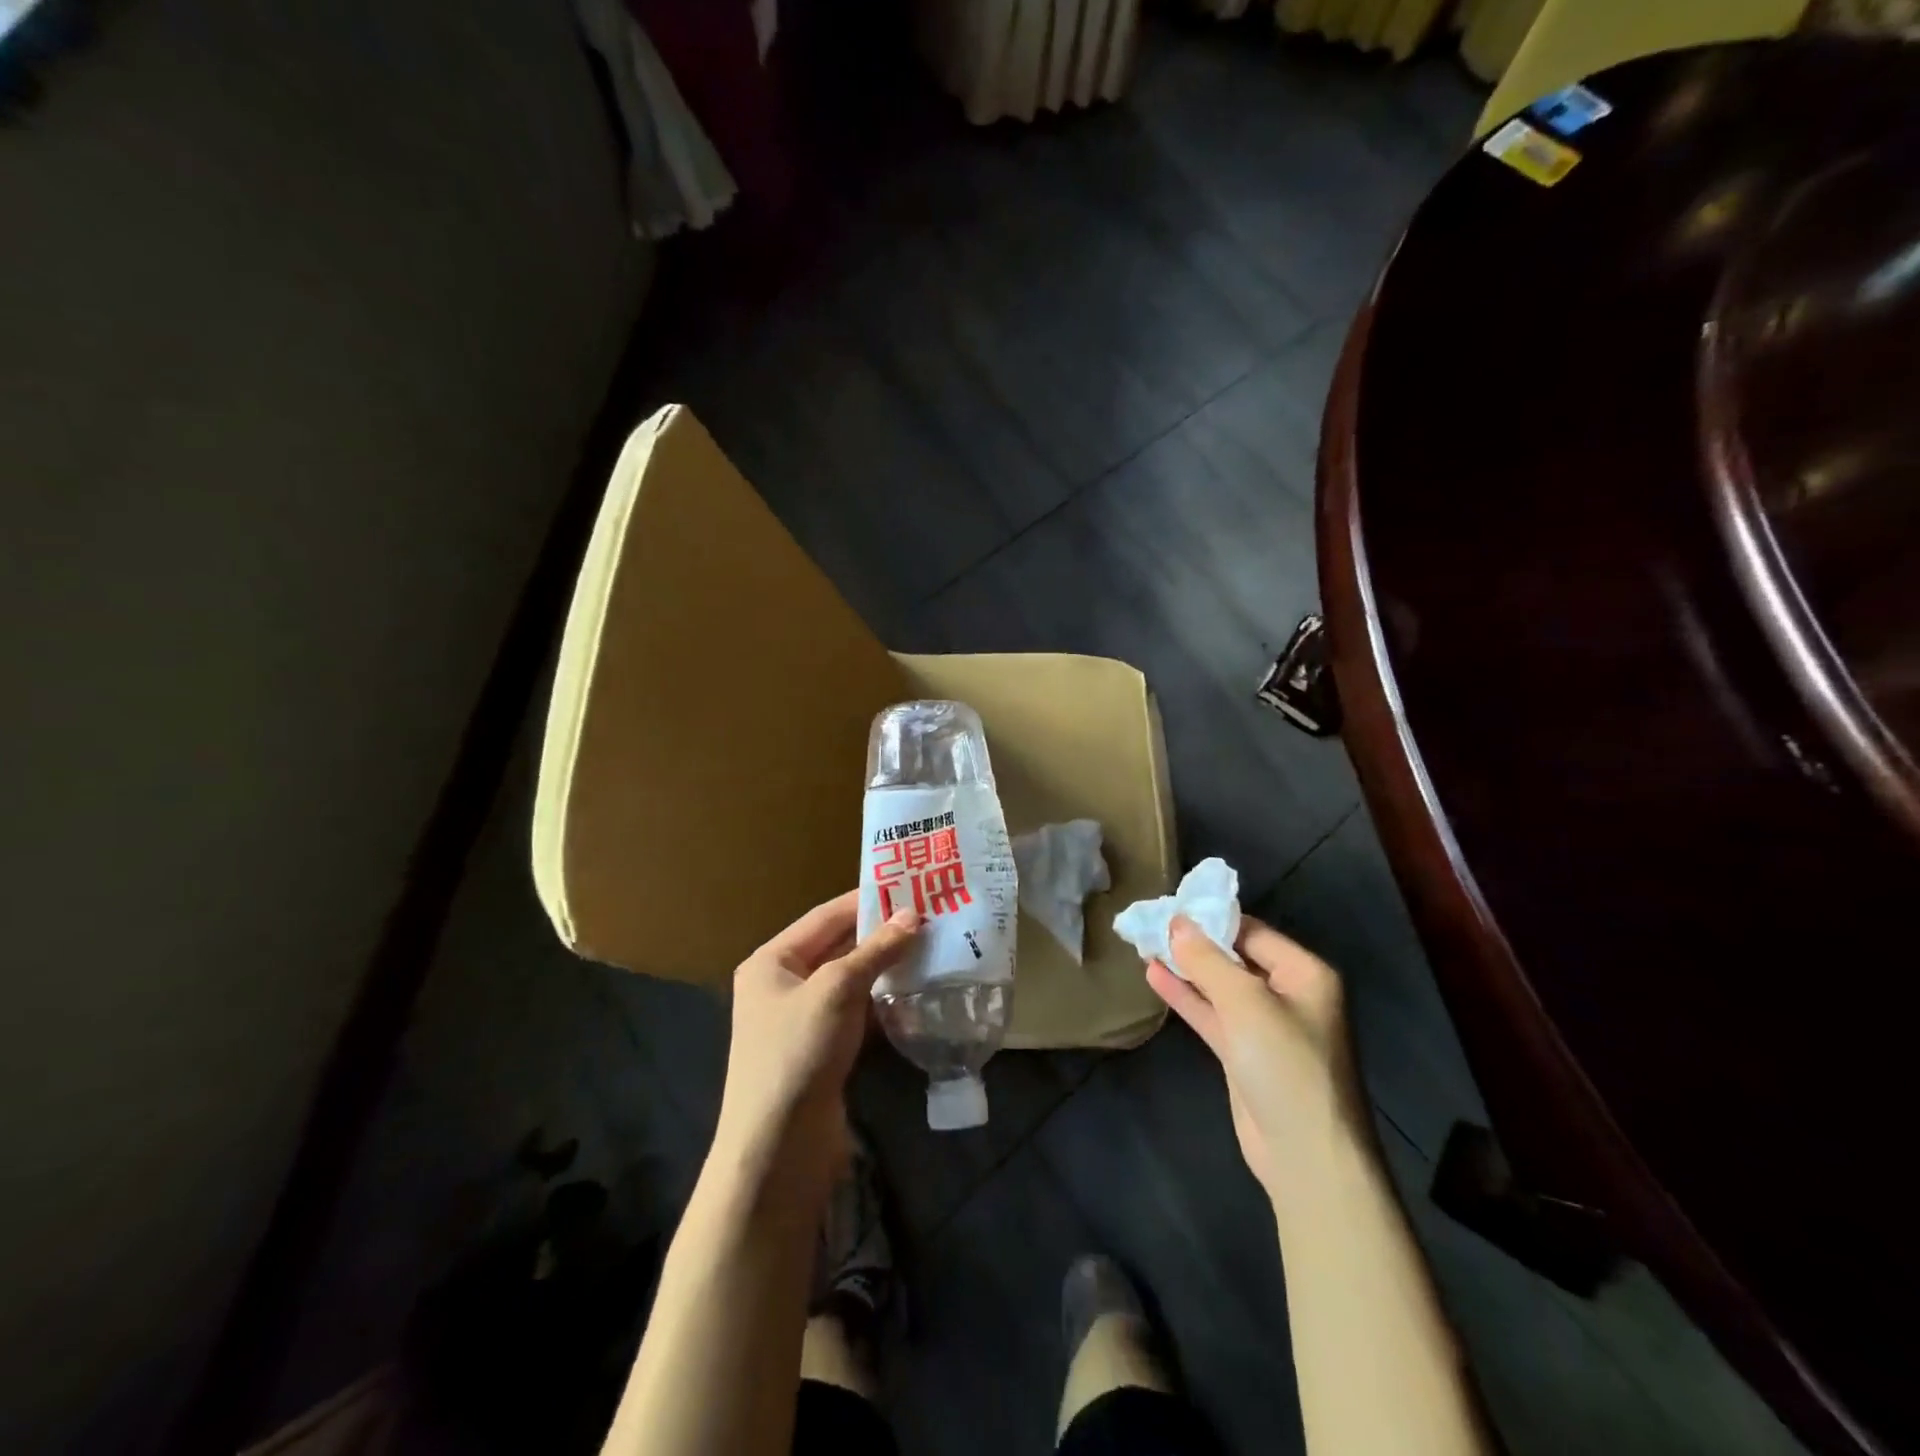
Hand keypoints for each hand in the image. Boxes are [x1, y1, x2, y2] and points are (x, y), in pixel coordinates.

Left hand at [711, 891, 919, 1204]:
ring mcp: (804, 1020)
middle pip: (839, 947)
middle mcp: (783, 985)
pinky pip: (857, 1014)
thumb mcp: (836, 990)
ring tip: (933, 949)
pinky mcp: (823, 1050)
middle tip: (930, 917)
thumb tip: (913, 916)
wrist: (778, 1151)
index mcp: (772, 961)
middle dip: (882, 935)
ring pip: (852, 981)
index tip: (910, 886)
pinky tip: (918, 995)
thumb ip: (875, 951)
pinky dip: (884, 1003)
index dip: (866, 900)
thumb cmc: (798, 1053)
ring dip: (888, 969)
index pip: (825, 916)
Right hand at [1146, 916, 1368, 1197]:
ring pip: (1219, 986)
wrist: (1307, 1157)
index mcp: (1305, 973)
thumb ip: (1207, 960)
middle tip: (1150, 922)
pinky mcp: (1245, 1054)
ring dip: (1186, 968)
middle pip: (1235, 957)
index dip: (1210, 918)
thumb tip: (1177, 922)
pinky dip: (1186, 996)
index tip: (1168, 906)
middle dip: (1194, 942)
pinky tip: (1154, 976)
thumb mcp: (1245, 1003)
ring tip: (1145, 943)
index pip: (1251, 931)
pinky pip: (1213, 1014)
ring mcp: (1266, 1027)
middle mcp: (1289, 994)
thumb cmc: (1286, 1066)